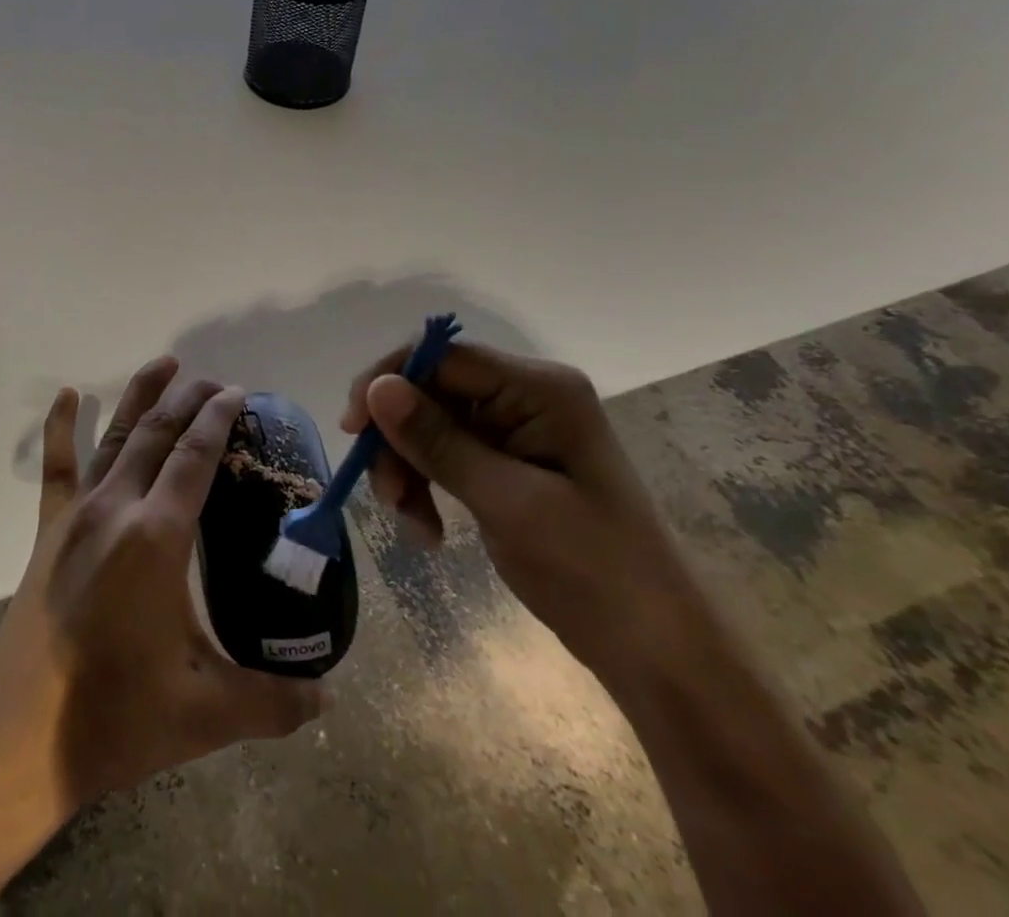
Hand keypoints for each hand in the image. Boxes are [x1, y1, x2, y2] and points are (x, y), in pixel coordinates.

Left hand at [0, 357, 327, 819]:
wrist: (20, 740)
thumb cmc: (117, 718)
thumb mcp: (207, 713)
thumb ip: (275, 702)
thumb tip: (330, 699)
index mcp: (158, 537)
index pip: (195, 457)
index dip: (218, 419)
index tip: (237, 393)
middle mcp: (117, 508)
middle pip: (157, 433)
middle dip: (189, 399)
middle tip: (215, 381)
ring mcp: (77, 515)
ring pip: (114, 437)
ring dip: (141, 396)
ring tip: (165, 364)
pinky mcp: (48, 531)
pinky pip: (56, 467)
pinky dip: (60, 426)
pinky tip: (66, 394)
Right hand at [342, 340, 706, 688]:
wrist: (655, 651)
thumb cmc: (595, 572)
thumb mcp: (509, 504)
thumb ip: (439, 442)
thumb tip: (377, 388)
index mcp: (540, 389)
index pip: (443, 358)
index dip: (390, 381)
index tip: (353, 428)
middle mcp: (525, 396)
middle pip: (430, 392)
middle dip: (398, 440)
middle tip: (385, 494)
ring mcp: (515, 428)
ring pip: (428, 424)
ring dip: (407, 468)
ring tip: (409, 521)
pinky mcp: (505, 461)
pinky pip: (443, 454)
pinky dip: (424, 486)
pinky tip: (426, 530)